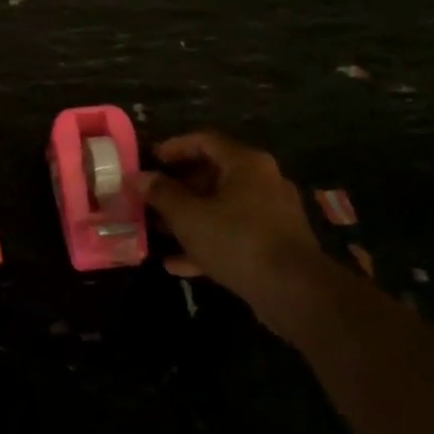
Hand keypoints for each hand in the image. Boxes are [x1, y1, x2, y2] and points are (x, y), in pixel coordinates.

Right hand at [140, 132, 321, 311]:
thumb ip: (161, 194)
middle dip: (178, 187)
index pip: (205, 141)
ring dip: (190, 217)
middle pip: (214, 174)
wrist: (295, 292)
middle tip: (151, 198)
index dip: (174, 147)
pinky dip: (207, 242)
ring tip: (158, 230)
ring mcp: (272, 214)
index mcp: (246, 164)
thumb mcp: (188, 216)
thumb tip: (138, 178)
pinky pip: (233, 234)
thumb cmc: (237, 240)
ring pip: (222, 207)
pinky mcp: (274, 244)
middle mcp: (263, 182)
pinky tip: (177, 264)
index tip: (150, 160)